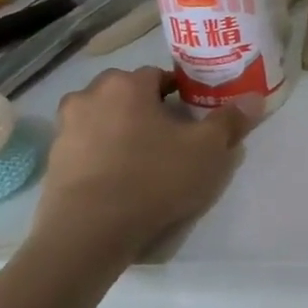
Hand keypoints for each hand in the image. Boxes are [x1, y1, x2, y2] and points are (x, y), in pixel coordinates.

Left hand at [31, 67, 258, 256]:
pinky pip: (88, 148)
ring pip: (104, 119)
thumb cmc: (154, 178)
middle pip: (127, 94)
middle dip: (148, 108)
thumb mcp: (208, 150)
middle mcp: (88, 97)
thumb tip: (253, 99)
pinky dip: (105, 155)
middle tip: (173, 136)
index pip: (159, 75)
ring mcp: (65, 130)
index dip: (181, 93)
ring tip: (147, 158)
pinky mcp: (53, 162)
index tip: (195, 115)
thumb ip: (230, 121)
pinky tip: (123, 179)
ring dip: (123, 130)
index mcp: (126, 85)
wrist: (89, 232)